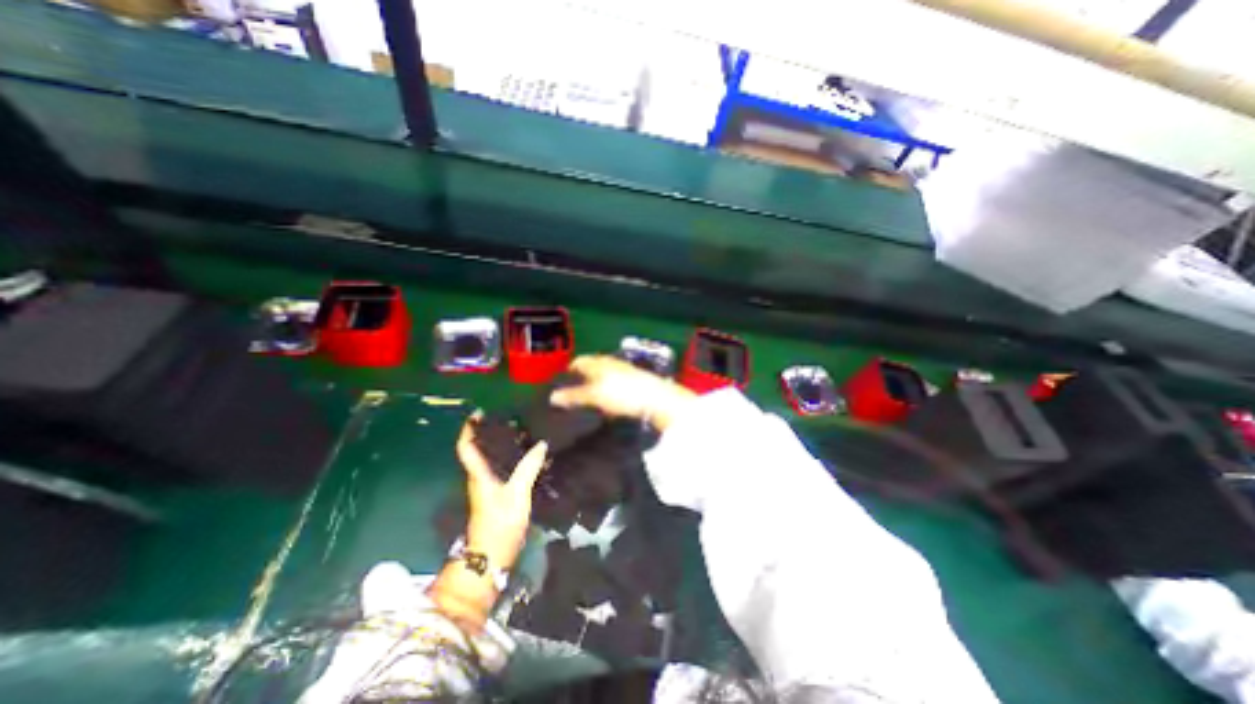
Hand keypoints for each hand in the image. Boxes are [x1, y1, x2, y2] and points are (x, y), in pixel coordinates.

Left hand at [454, 415, 547, 570]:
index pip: (466, 447)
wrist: (492, 556)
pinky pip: (501, 469)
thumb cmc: (500, 522)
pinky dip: (510, 458)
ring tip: (520, 431)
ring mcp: (487, 487)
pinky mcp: (497, 495)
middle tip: (507, 417)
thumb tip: (541, 444)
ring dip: (500, 445)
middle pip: (478, 450)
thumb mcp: (517, 493)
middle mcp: (480, 477)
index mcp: (478, 474)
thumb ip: (528, 467)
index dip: (468, 429)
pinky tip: (527, 456)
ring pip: (490, 459)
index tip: (478, 412)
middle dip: (488, 432)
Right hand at [550, 353, 696, 430]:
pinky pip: (615, 383)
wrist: (656, 398)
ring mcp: (624, 370)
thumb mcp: (594, 396)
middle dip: (581, 379)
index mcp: (598, 362)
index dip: (568, 372)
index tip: (561, 384)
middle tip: (572, 394)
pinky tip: (609, 404)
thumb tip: (552, 397)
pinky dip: (608, 391)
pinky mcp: (634, 380)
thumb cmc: (622, 393)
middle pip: (591, 367)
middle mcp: (610, 362)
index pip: (578, 362)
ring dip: (595, 385)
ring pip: (604, 375)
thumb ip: (573, 395)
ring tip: (588, 401)